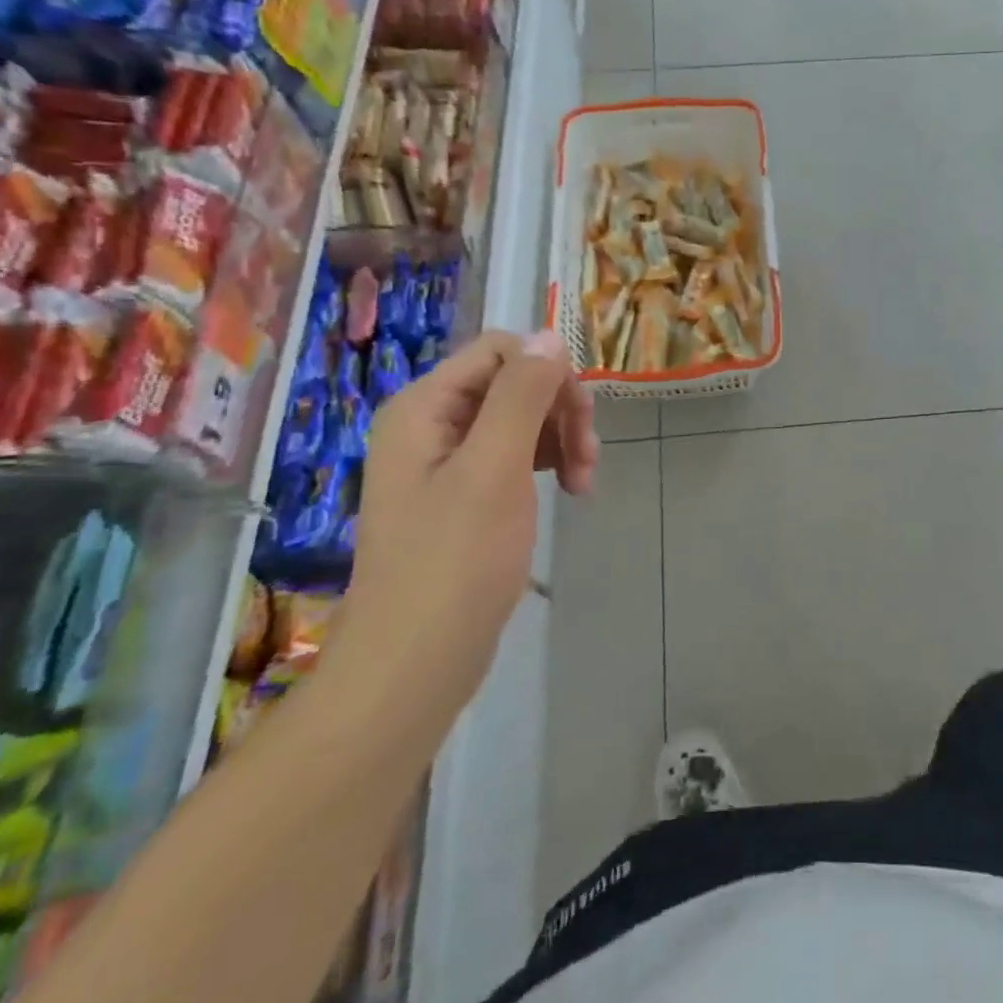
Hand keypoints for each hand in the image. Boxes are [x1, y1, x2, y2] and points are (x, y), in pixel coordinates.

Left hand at [345, 329, 597, 700]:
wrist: (413, 666)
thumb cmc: (454, 562)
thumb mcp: (495, 467)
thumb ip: (522, 395)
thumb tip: (548, 335)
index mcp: (423, 406)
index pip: (501, 350)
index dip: (547, 372)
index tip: (579, 418)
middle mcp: (429, 423)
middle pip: (512, 382)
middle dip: (559, 410)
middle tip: (588, 458)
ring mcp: (444, 460)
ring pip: (520, 417)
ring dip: (560, 438)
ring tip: (584, 482)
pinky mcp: (461, 493)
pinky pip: (513, 453)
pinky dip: (546, 463)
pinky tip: (569, 490)